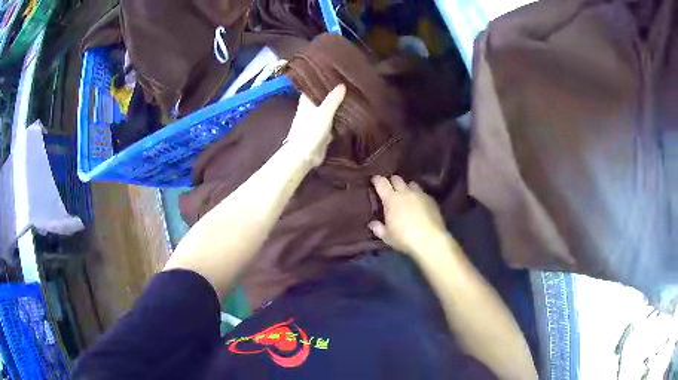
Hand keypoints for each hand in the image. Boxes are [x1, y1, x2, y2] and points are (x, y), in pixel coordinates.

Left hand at [286, 84, 345, 166]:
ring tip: (352, 95)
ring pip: (328, 109)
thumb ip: (333, 99)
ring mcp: (316, 120)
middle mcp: (311, 109)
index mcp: (306, 102)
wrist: (304, 155)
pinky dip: (340, 118)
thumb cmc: (311, 131)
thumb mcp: (324, 112)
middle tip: (347, 82)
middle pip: (322, 97)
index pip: (312, 86)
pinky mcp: (323, 131)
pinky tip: (351, 113)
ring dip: (337, 105)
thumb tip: (342, 84)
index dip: (320, 80)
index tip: (332, 73)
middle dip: (332, 92)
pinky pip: (333, 121)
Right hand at [369, 175, 448, 256]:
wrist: (430, 241)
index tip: (374, 180)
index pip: (381, 183)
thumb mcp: (387, 236)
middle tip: (390, 187)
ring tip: (406, 194)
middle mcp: (405, 192)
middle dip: (392, 181)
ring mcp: (420, 194)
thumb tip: (372, 224)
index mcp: (391, 199)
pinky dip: (418, 196)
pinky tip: (420, 204)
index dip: (377, 179)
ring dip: (407, 187)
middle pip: (397, 179)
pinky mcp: (431, 200)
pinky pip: (422, 193)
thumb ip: (378, 228)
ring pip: (411, 183)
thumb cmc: (404, 238)